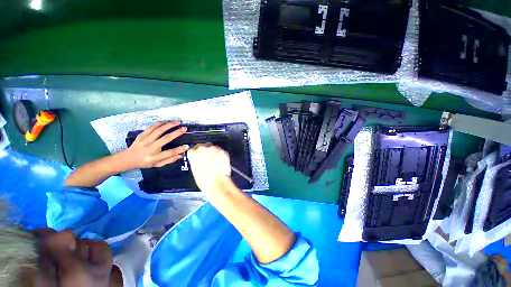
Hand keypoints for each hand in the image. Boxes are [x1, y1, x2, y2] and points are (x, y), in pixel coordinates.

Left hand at [120, 121, 188, 168]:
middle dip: (176, 133)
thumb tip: (182, 154)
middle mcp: (150, 148)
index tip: (187, 146)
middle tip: (185, 128)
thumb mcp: (158, 164)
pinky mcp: (141, 135)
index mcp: (154, 157)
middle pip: (165, 139)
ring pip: (158, 130)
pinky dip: (160, 123)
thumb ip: (170, 160)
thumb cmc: (146, 162)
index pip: (169, 153)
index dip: (179, 149)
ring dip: (169, 125)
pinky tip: (167, 121)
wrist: (128, 158)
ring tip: (177, 122)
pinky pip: (151, 127)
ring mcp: (144, 141)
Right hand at [187, 144, 231, 195]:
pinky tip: (221, 163)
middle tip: (209, 160)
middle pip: (204, 146)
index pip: (193, 149)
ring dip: (214, 153)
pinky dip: (221, 156)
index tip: (200, 157)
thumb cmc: (204, 181)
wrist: (217, 184)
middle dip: (207, 152)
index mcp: (193, 153)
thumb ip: (196, 161)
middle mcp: (203, 148)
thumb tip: (200, 159)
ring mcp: (214, 149)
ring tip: (216, 163)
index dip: (198, 154)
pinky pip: (221, 152)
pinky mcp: (223, 151)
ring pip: (214, 149)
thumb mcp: (195, 170)